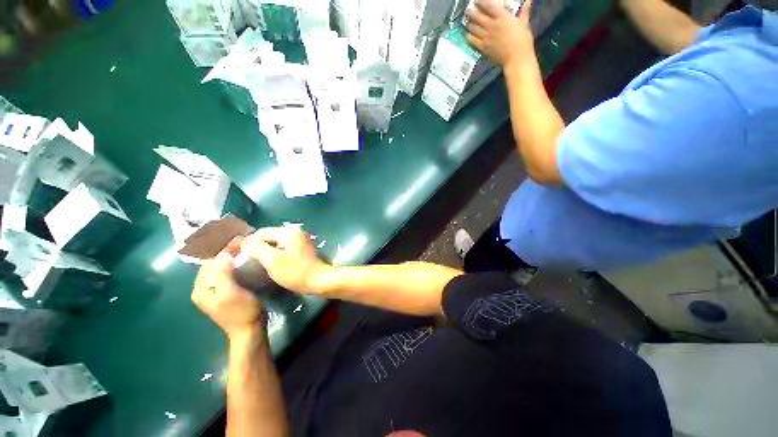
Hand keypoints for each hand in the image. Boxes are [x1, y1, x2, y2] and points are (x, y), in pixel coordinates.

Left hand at [192, 238, 266, 340]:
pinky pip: (230, 272)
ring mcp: (217, 289)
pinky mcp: (228, 290)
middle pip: (214, 263)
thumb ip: (223, 273)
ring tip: (245, 246)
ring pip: (223, 267)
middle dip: (227, 250)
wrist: (250, 330)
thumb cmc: (240, 312)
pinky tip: (246, 259)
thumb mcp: (230, 293)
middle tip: (243, 240)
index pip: (209, 262)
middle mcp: (205, 287)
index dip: (223, 249)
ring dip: (232, 256)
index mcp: (201, 288)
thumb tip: (223, 253)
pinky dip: (236, 263)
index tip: (239, 238)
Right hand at [243, 227, 330, 293]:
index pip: (262, 232)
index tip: (241, 256)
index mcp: (289, 232)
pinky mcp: (302, 249)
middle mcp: (295, 232)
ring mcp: (300, 240)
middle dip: (258, 247)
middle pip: (269, 236)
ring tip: (257, 263)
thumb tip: (246, 242)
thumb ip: (257, 248)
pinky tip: (271, 263)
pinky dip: (276, 254)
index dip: (249, 243)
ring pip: (276, 243)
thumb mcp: (272, 260)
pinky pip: (284, 248)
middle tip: (248, 260)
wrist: (318, 280)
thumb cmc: (295, 271)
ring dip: (266, 251)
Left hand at [466, 0, 534, 66]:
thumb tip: (529, 1)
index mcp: (502, 17)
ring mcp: (486, 37)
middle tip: (468, 11)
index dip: (480, 2)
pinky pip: (472, 41)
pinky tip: (468, 35)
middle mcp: (491, 26)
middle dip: (471, 12)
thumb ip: (524, 12)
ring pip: (472, 28)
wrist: (516, 58)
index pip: (488, 6)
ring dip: (469, 24)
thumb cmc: (522, 40)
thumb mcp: (524, 24)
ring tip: (467, 22)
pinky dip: (469, 37)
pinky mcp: (483, 48)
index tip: (476, 1)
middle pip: (476, 16)